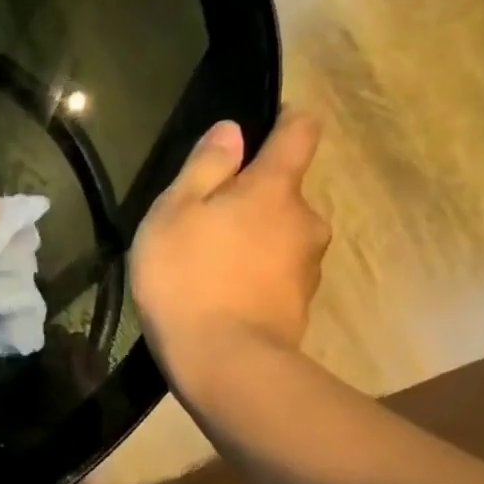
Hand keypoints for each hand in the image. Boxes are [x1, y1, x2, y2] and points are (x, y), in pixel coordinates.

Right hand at [132, 110, 329, 376]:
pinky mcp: (300, 302)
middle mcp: (305, 219)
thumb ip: (205, 167)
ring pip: (281, 233)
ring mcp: (308, 264)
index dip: (286, 121)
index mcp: (274, 188)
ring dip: (254, 237)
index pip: (299, 133)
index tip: (266, 123)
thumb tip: (233, 129)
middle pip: (284, 191)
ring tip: (210, 261)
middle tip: (206, 218)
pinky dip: (255, 272)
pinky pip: (277, 270)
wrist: (224, 362)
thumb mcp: (175, 213)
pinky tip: (223, 292)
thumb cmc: (187, 278)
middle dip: (253, 196)